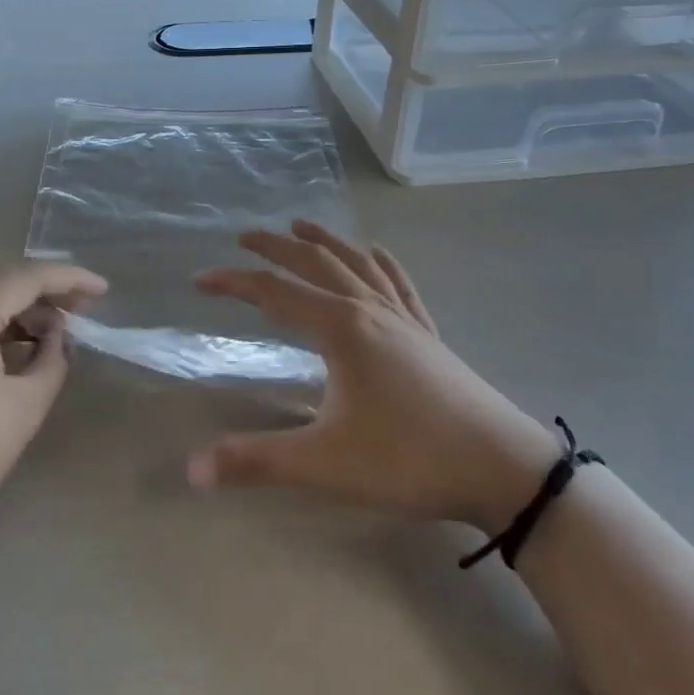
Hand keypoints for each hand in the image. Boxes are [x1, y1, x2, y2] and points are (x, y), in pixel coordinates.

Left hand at [0, 262, 107, 560]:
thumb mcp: (19, 412)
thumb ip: (50, 362)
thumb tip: (56, 336)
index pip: (28, 276)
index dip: (71, 279)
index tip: (104, 291)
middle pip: (3, 280)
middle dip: (47, 292)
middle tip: (84, 312)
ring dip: (19, 309)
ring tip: (54, 334)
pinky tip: (14, 348)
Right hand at [189, 222, 555, 530]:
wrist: (503, 468)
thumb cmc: (408, 459)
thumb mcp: (325, 464)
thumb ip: (256, 461)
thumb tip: (190, 469)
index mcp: (340, 328)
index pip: (274, 293)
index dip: (234, 283)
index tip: (200, 279)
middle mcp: (369, 309)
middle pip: (315, 262)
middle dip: (277, 246)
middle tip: (245, 236)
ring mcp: (404, 318)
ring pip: (356, 263)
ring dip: (325, 241)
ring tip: (301, 224)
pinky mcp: (429, 333)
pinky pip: (399, 283)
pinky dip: (380, 261)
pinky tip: (376, 252)